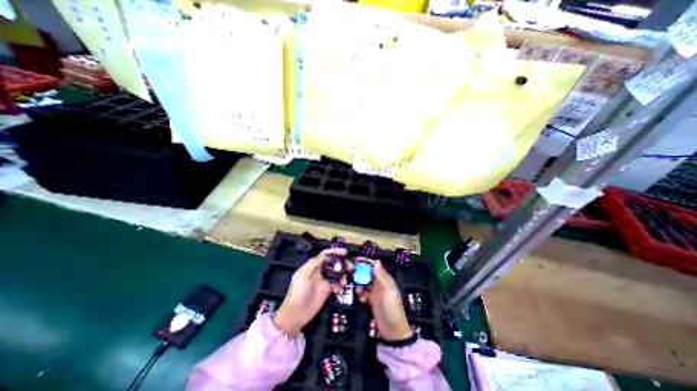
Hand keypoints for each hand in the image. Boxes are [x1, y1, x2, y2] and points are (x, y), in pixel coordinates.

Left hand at [274, 248, 350, 336]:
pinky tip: (339, 290)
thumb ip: (314, 263)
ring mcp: (324, 280)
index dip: (335, 252)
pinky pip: (337, 283)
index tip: (345, 252)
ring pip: (337, 273)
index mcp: (313, 265)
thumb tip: (326, 255)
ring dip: (343, 275)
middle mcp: (320, 271)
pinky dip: (340, 285)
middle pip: (333, 263)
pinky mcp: (328, 290)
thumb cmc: (298, 292)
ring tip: (344, 282)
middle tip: (351, 267)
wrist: (296, 314)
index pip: (325, 255)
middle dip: (342, 263)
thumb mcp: (303, 275)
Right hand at [356, 260, 408, 341]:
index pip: (374, 266)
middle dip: (360, 274)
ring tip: (358, 291)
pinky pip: (363, 293)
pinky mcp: (370, 300)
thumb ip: (382, 276)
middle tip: (351, 275)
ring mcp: (374, 292)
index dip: (366, 262)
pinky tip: (361, 300)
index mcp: (385, 279)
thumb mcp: (389, 291)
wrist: (393, 331)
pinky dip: (360, 294)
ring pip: (363, 283)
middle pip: (367, 273)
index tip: (355, 260)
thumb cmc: (393, 308)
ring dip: (359, 285)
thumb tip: (376, 260)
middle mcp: (379, 283)